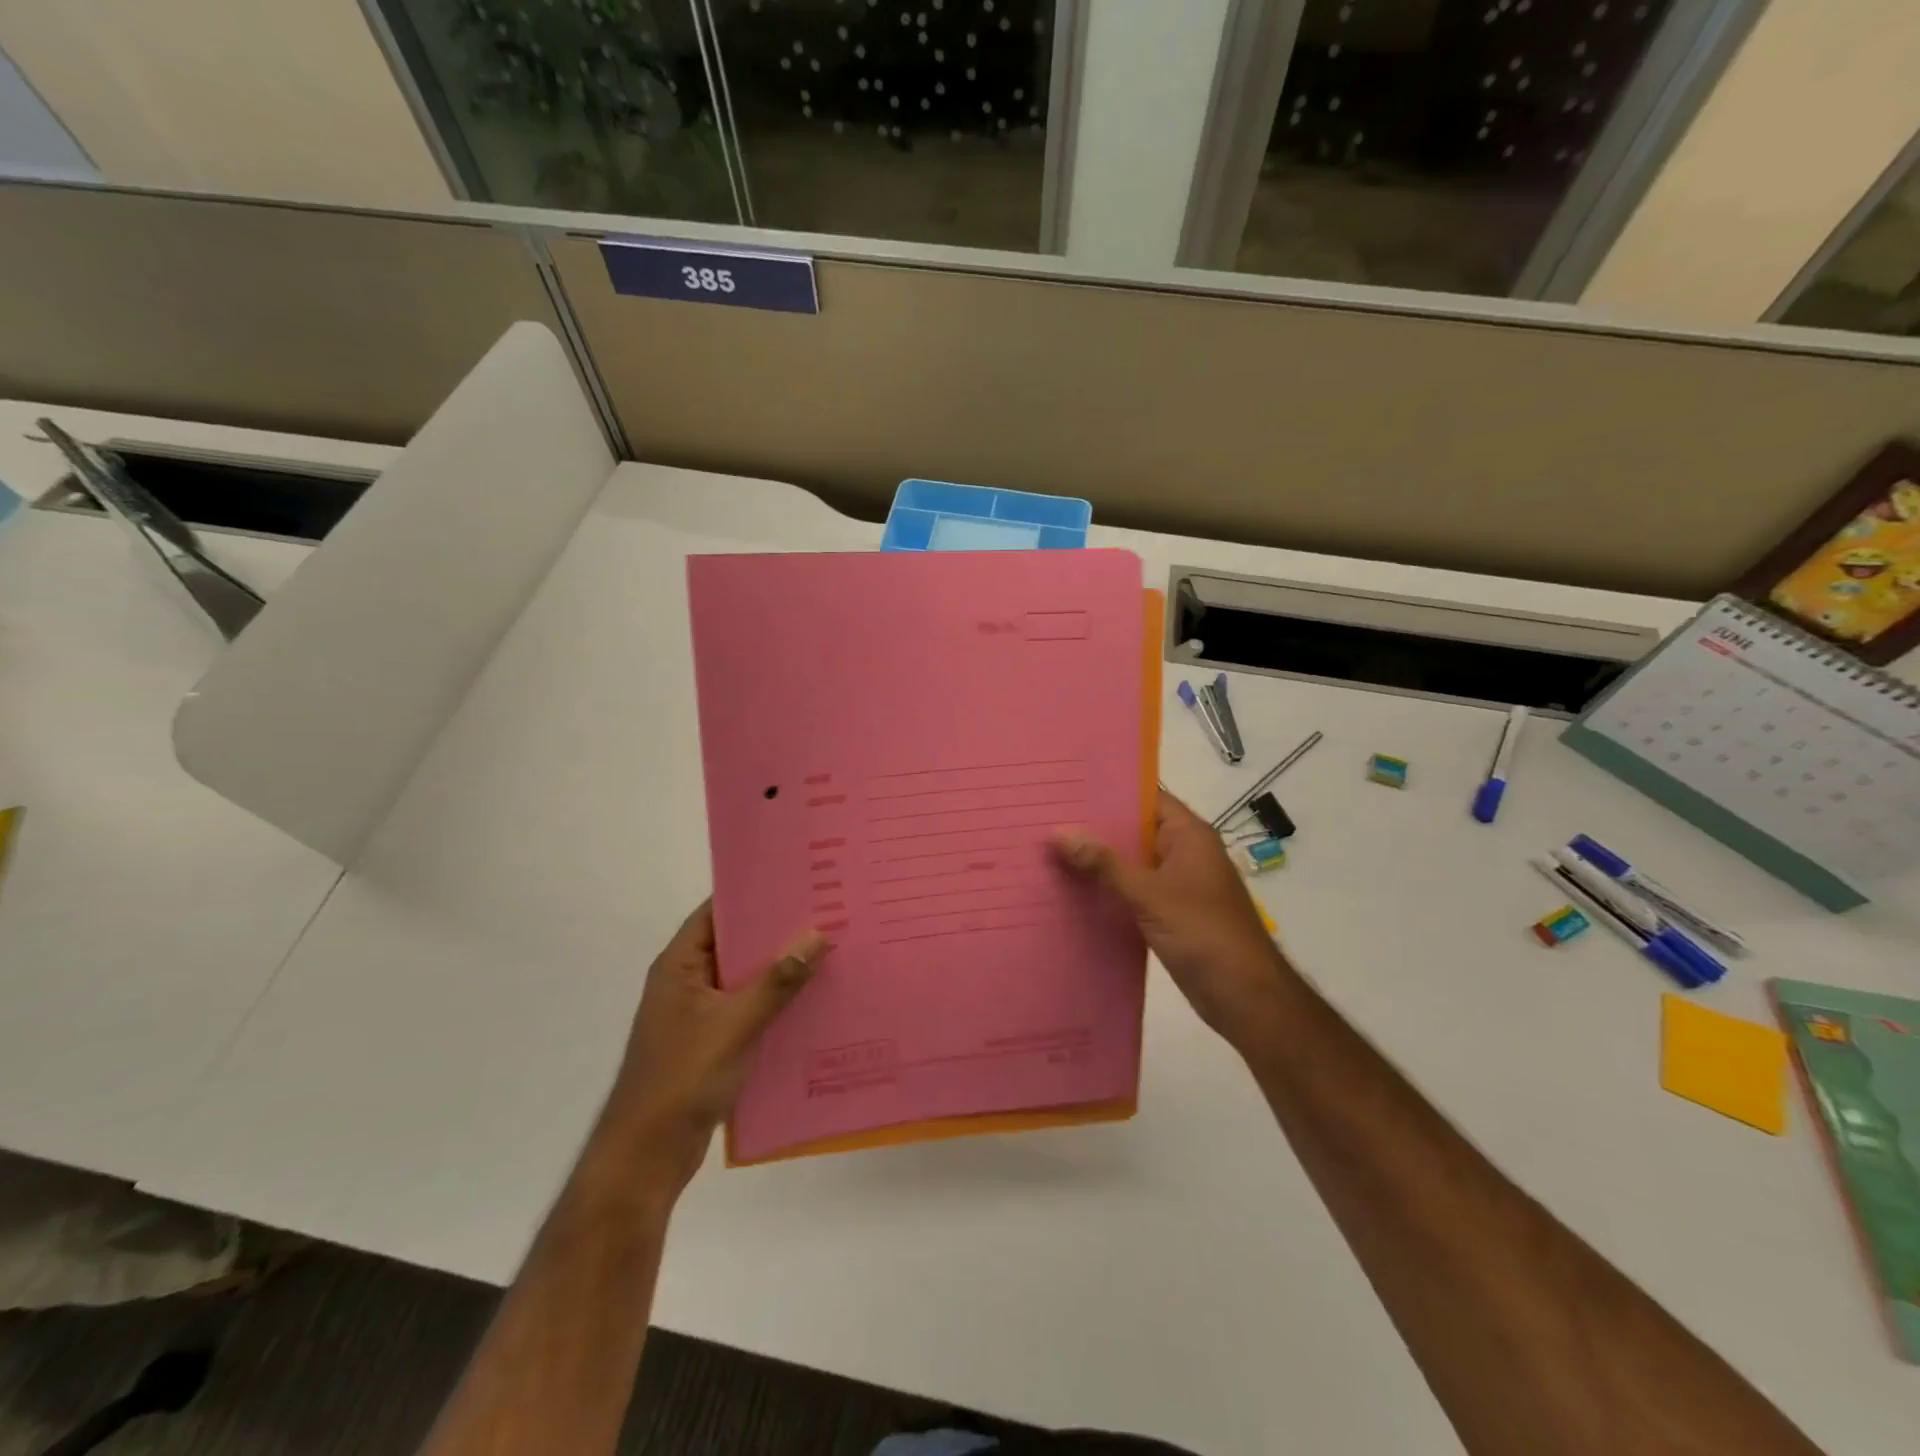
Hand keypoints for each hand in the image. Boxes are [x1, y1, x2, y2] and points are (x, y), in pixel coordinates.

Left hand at [605, 901, 826, 1191]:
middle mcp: (687, 982)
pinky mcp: (711, 1043)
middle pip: (734, 944)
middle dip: (776, 933)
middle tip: (824, 914)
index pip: (716, 912)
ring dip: (779, 970)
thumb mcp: (735, 1024)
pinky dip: (775, 1003)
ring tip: (828, 951)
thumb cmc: (683, 1078)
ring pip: (744, 979)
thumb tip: (817, 936)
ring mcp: (698, 1014)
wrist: (647, 1155)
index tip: (795, 882)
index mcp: (679, 965)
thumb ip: (777, 982)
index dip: (752, 895)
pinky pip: (748, 1010)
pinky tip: (813, 1000)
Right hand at [1054, 790, 1289, 1049]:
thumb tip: (1059, 832)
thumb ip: (1104, 864)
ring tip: (1048, 850)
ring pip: (1130, 862)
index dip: (1108, 790)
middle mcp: (1183, 853)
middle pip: (1133, 830)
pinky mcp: (1169, 913)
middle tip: (1045, 818)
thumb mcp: (1150, 895)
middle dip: (1094, 827)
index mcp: (1189, 835)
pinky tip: (1071, 890)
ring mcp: (1177, 884)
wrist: (1246, 998)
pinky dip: (1107, 889)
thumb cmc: (1204, 934)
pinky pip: (1132, 891)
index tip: (1066, 788)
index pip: (1145, 798)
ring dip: (1097, 861)